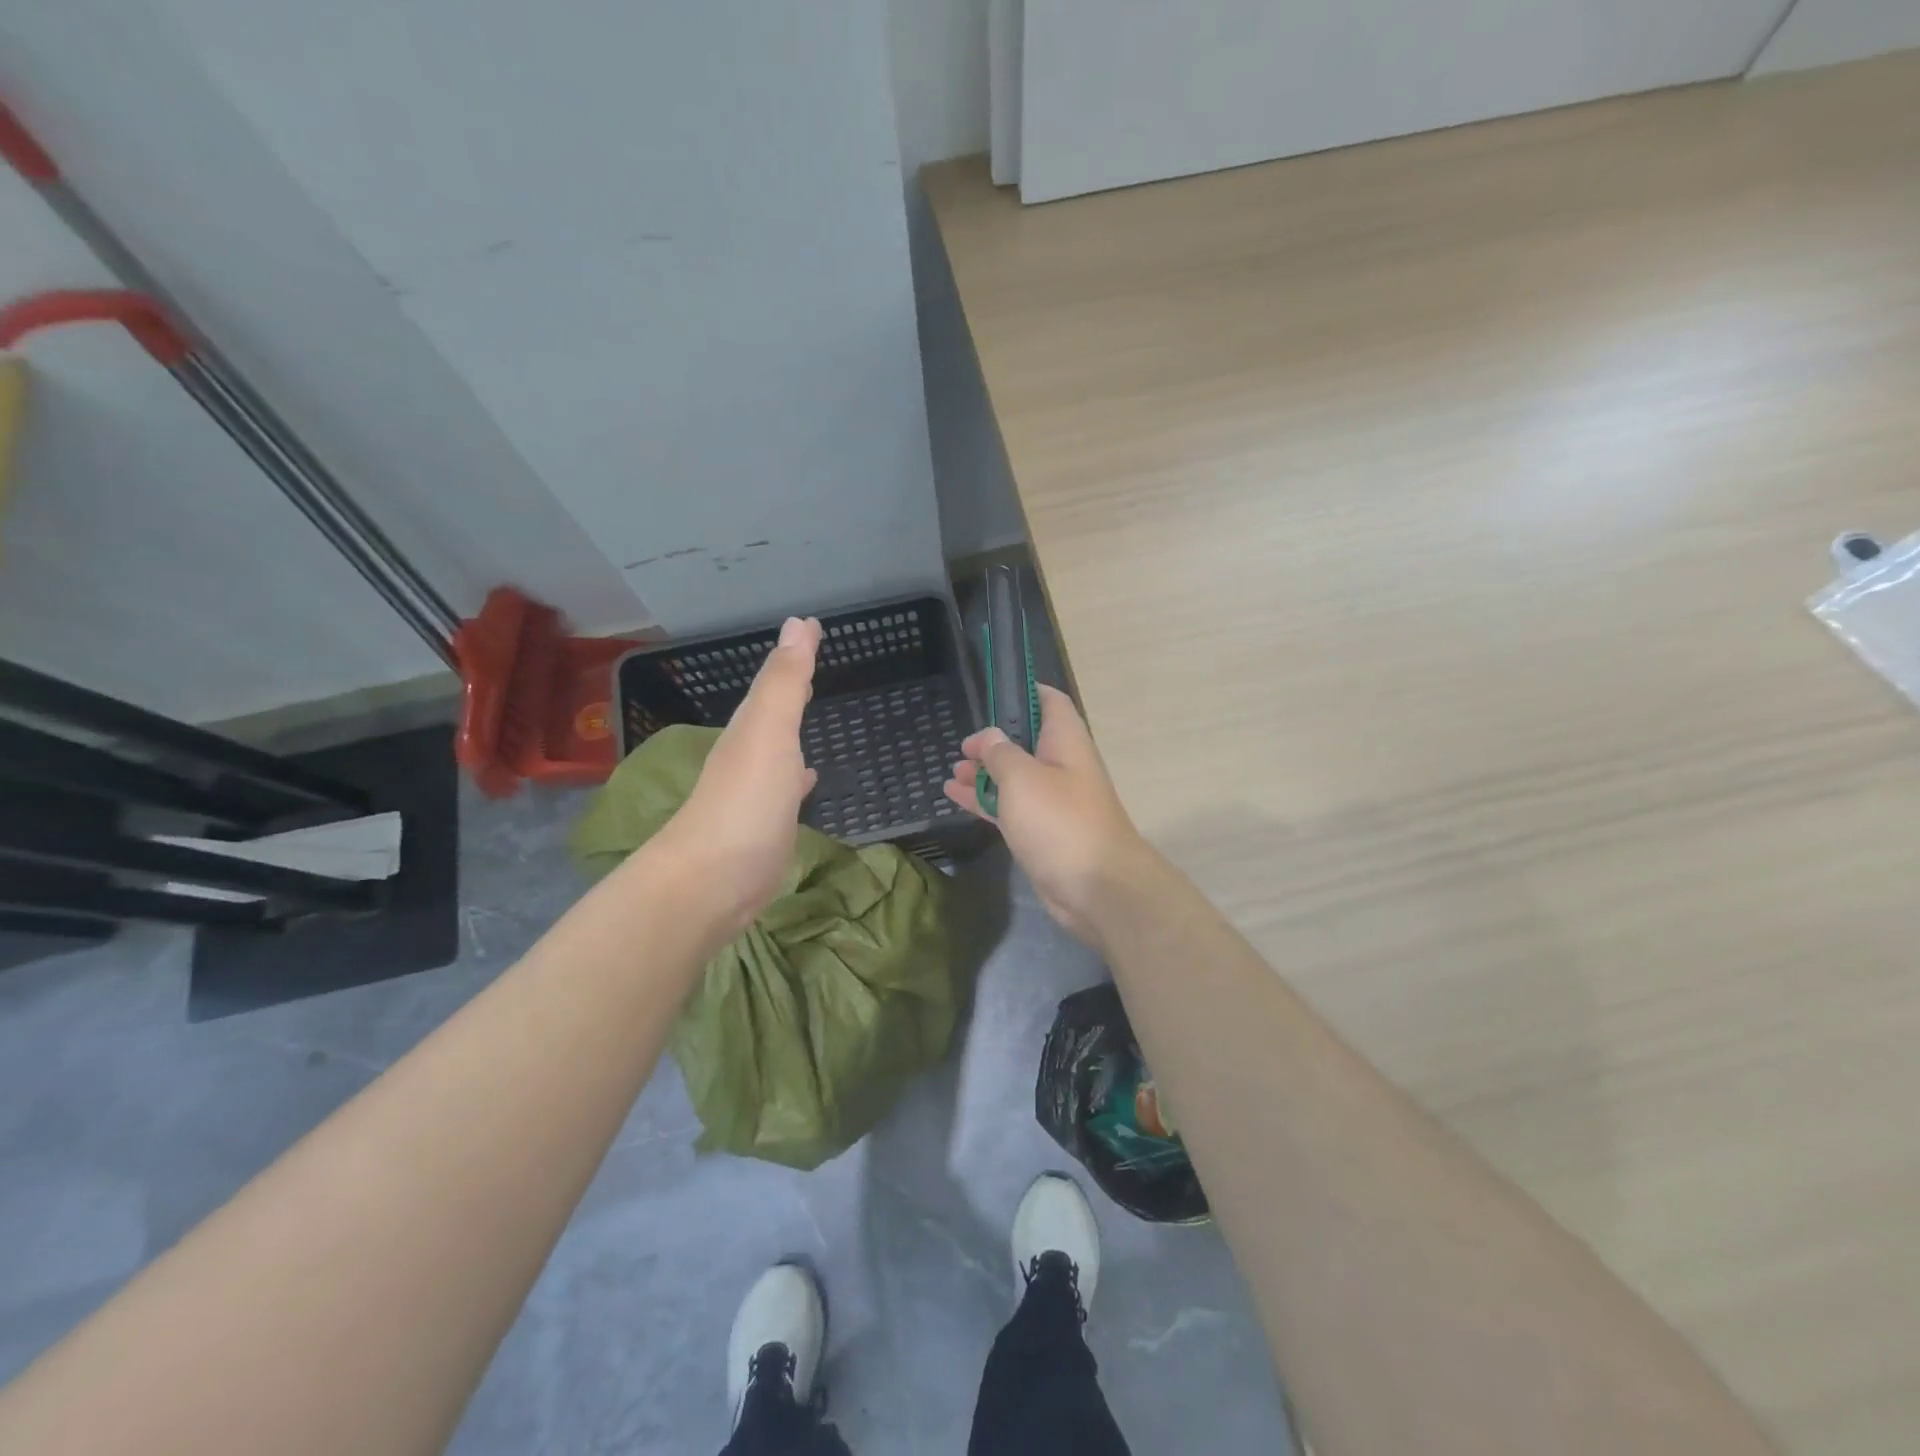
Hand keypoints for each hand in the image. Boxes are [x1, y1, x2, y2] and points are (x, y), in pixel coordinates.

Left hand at [655, 616, 820, 933]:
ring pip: (779, 746)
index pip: (774, 680)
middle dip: (792, 685)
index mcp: (750, 728)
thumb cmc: (746, 801)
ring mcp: (756, 792)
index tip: (813, 626)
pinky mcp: (767, 826)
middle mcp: (750, 754)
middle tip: (812, 659)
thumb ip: (784, 683)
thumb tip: (796, 624)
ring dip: (793, 726)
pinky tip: (808, 777)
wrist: (714, 880)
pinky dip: (798, 775)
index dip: (794, 653)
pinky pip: (787, 787)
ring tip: (814, 707)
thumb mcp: (769, 732)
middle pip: (772, 711)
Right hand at [945, 684, 1152, 946]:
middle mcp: (1061, 766)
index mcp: (1065, 742)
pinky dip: (985, 800)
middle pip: (1027, 741)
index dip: (1024, 691)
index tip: (992, 692)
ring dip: (985, 772)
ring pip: (1014, 777)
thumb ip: (1000, 753)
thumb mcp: (1022, 778)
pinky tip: (955, 796)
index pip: (1049, 701)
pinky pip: (1010, 807)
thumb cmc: (1060, 821)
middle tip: (962, 746)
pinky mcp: (1041, 832)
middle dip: (994, 740)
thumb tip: (987, 738)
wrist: (1096, 888)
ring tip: (953, 770)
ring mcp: (1052, 801)